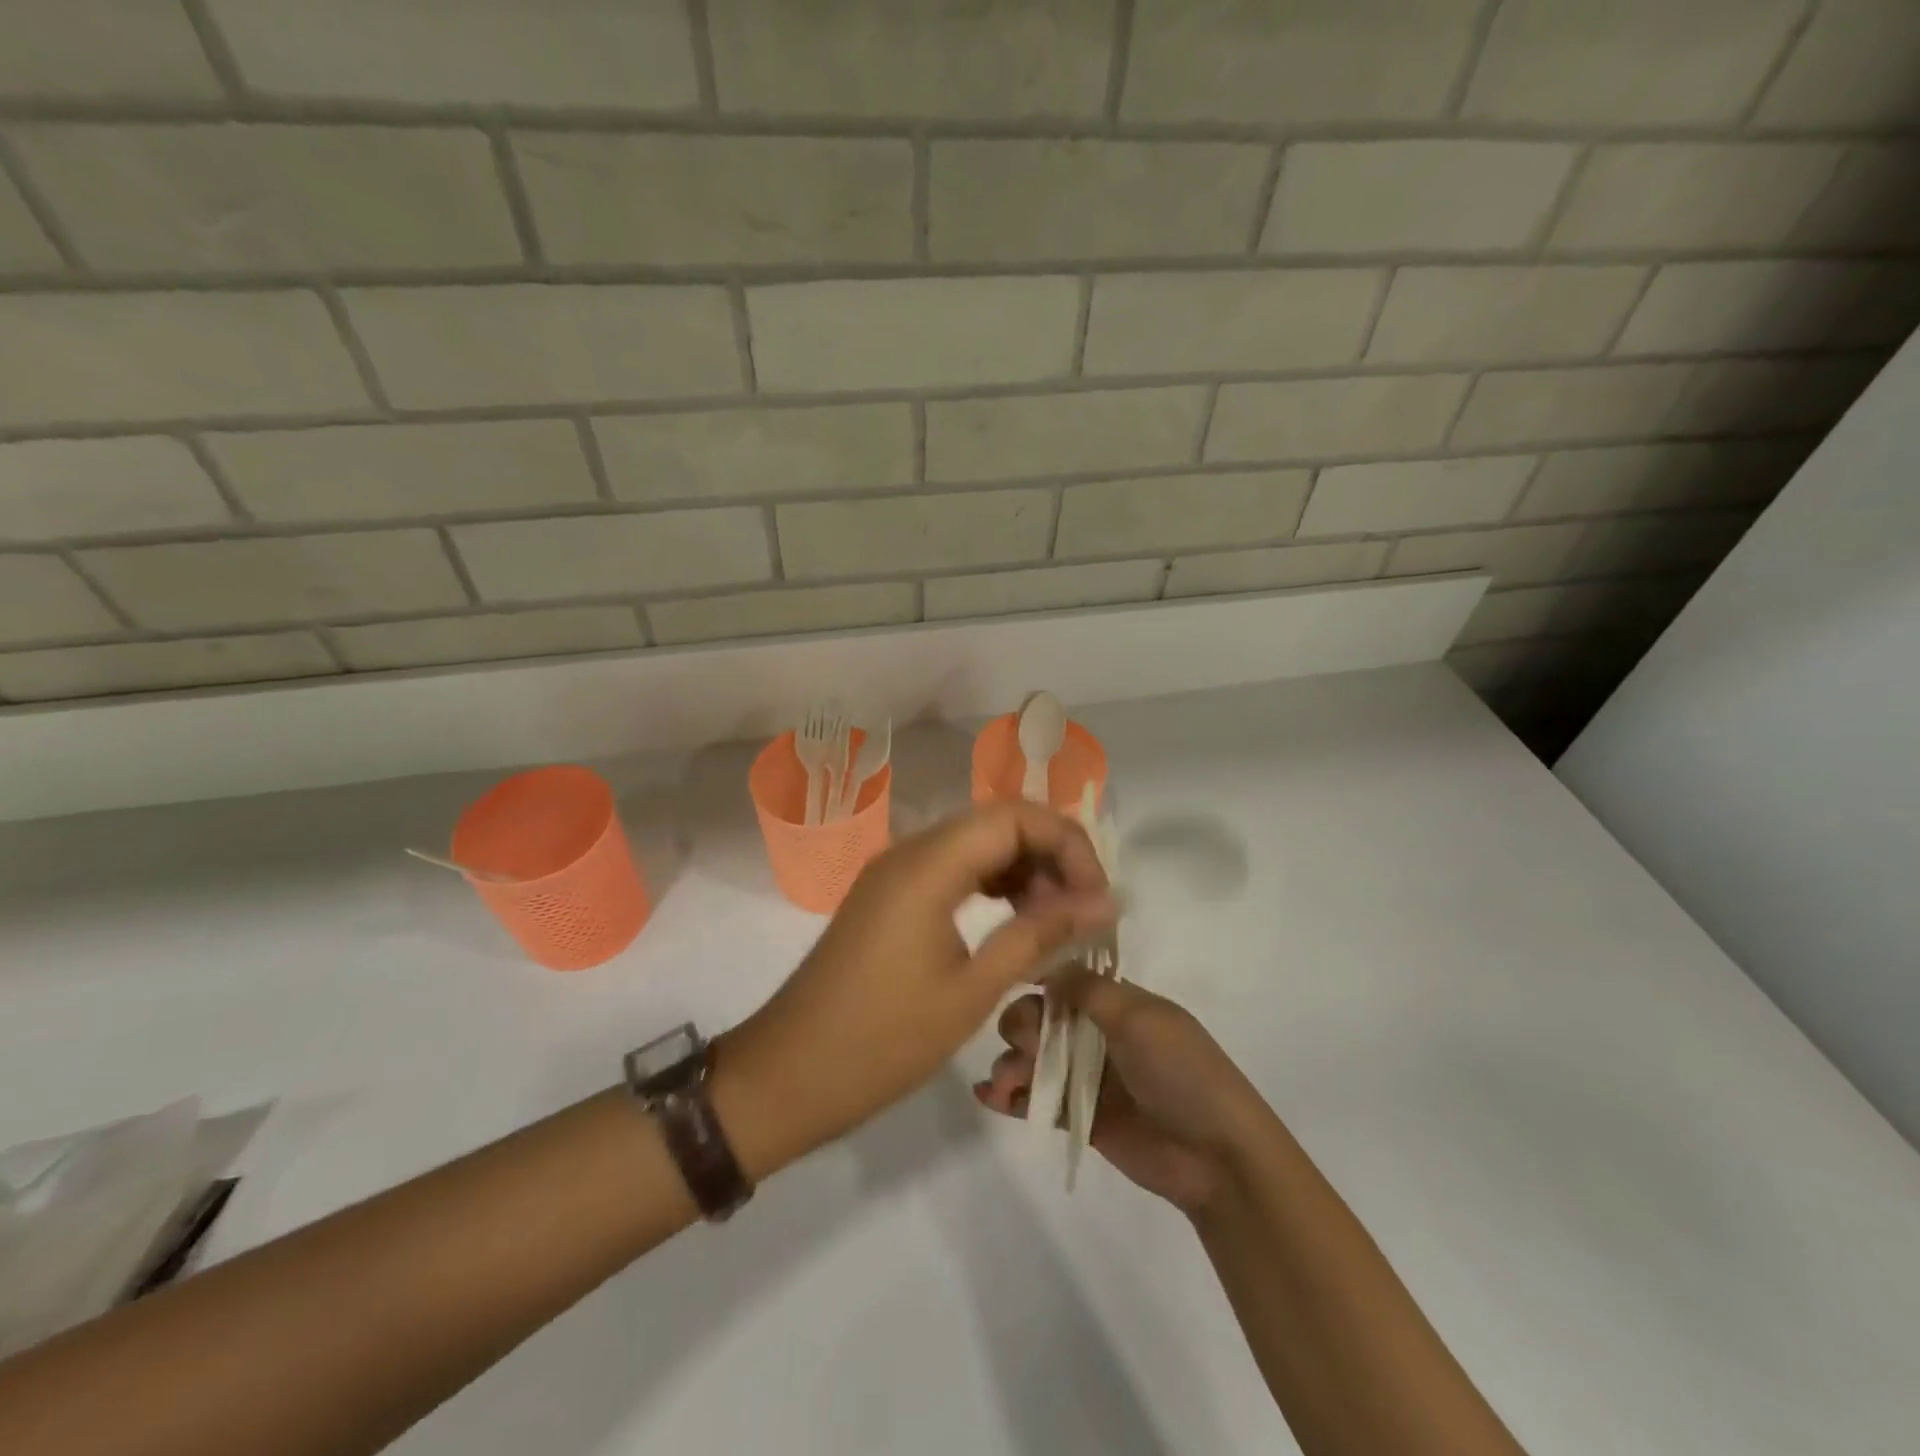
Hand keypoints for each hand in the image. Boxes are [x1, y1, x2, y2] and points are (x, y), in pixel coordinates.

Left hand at [717, 802, 1115, 1175]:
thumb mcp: (972, 991)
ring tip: (1053, 920)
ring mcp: (894, 871)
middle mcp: (909, 852)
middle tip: (1081, 910)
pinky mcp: (887, 895)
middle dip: (1049, 854)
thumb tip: (1102, 902)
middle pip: (996, 821)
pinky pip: (950, 868)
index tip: (1097, 896)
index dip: (1067, 844)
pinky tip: (1011, 919)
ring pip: (974, 843)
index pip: (1015, 816)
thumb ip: (1038, 935)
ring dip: (1021, 869)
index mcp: (928, 865)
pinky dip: (989, 883)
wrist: (788, 1074)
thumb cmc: (882, 1040)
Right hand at [975, 971, 1263, 1213]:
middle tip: (1023, 1045)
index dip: (1036, 980)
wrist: (1215, 1154)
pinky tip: (988, 1096)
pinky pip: (1038, 1099)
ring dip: (1010, 1063)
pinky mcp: (1080, 1117)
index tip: (1008, 982)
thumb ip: (1088, 990)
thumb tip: (1045, 964)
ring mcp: (1088, 1076)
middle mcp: (1098, 1034)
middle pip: (1041, 1018)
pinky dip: (1010, 1096)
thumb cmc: (1180, 1071)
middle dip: (1020, 1026)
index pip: (1066, 981)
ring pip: (1034, 1059)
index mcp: (1117, 1003)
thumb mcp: (1139, 1018)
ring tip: (1005, 1083)